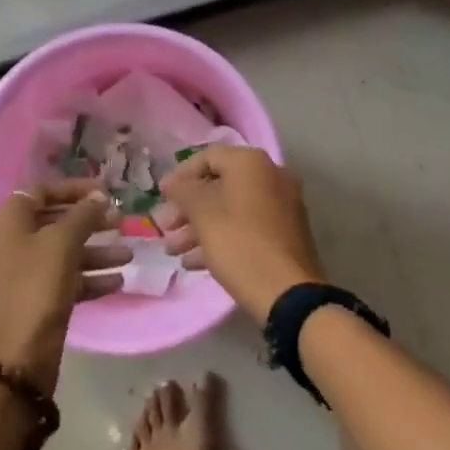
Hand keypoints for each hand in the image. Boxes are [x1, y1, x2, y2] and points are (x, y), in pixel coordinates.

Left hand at [0, 180, 126, 393]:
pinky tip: (117, 282)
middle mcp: (8, 245)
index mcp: (7, 223)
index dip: (74, 189)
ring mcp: (17, 277)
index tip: (105, 192)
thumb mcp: (62, 244)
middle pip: (53, 222)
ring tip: (128, 255)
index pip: (40, 191)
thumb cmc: (35, 290)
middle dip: (89, 222)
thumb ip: (83, 215)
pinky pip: (61, 281)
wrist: (14, 363)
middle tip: (121, 222)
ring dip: (95, 252)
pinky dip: (87, 278)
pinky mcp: (30, 304)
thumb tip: (99, 197)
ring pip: (61, 254)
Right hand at [159, 146, 324, 321]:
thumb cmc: (239, 244)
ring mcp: (281, 205)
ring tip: (173, 251)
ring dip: (199, 226)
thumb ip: (183, 191)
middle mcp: (271, 176)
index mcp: (252, 163)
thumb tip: (172, 182)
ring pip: (231, 208)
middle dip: (187, 207)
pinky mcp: (285, 232)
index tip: (161, 197)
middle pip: (219, 185)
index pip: (207, 157)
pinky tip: (194, 262)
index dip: (180, 176)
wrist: (288, 292)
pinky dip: (221, 237)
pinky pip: (246, 226)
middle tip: (165, 227)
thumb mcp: (202, 214)